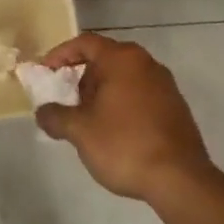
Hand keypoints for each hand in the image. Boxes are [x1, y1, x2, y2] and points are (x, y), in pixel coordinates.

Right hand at [33, 33, 217, 204]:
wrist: (181, 180)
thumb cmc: (124, 145)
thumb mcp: (80, 131)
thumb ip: (55, 116)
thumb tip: (43, 113)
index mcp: (122, 58)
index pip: (84, 43)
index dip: (60, 55)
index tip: (45, 72)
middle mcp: (145, 63)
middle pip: (105, 59)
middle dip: (82, 78)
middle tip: (67, 101)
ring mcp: (165, 84)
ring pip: (123, 78)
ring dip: (102, 93)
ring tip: (88, 121)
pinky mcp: (176, 107)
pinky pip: (140, 94)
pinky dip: (122, 104)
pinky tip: (115, 132)